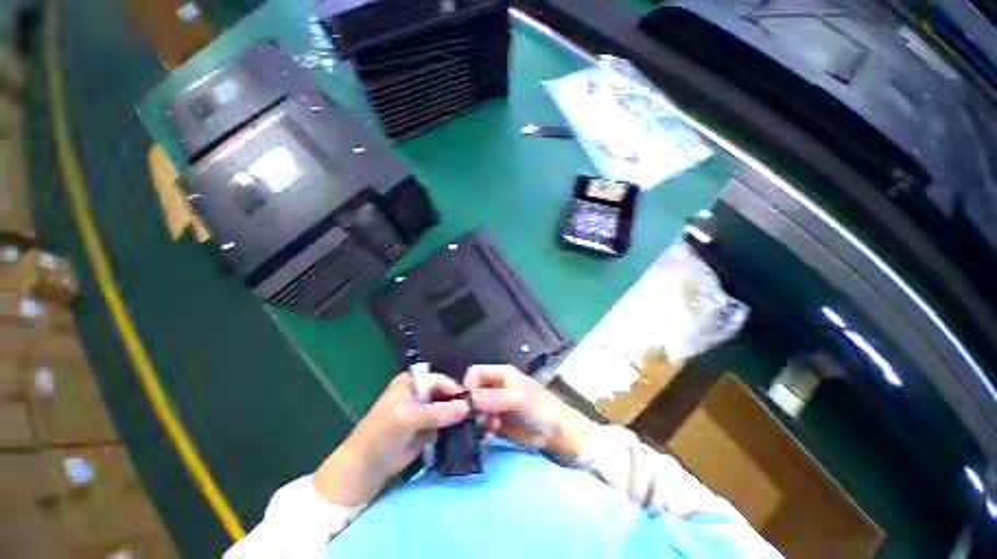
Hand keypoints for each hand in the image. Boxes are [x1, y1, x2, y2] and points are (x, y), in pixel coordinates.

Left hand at [314, 372, 468, 504]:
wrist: (364, 470)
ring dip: (458, 418)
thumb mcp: (408, 419)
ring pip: (447, 409)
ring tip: (474, 425)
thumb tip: (466, 407)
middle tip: (476, 415)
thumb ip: (437, 412)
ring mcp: (423, 411)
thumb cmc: (381, 436)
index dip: (455, 390)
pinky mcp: (426, 428)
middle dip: (458, 404)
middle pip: (445, 394)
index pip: (439, 381)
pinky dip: (453, 429)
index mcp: (412, 382)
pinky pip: (444, 425)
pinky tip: (464, 434)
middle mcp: (419, 393)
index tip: (471, 403)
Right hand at [464, 365, 597, 462]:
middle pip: (472, 391)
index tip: (469, 402)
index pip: (475, 372)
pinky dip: (482, 430)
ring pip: (474, 409)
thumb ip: (493, 397)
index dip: (469, 384)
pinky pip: (480, 424)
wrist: (555, 433)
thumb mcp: (517, 398)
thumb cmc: (539, 407)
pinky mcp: (495, 422)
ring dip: (477, 419)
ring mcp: (494, 405)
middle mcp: (495, 387)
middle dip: (472, 405)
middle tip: (479, 418)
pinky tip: (490, 436)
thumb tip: (467, 400)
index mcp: (500, 374)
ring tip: (490, 427)